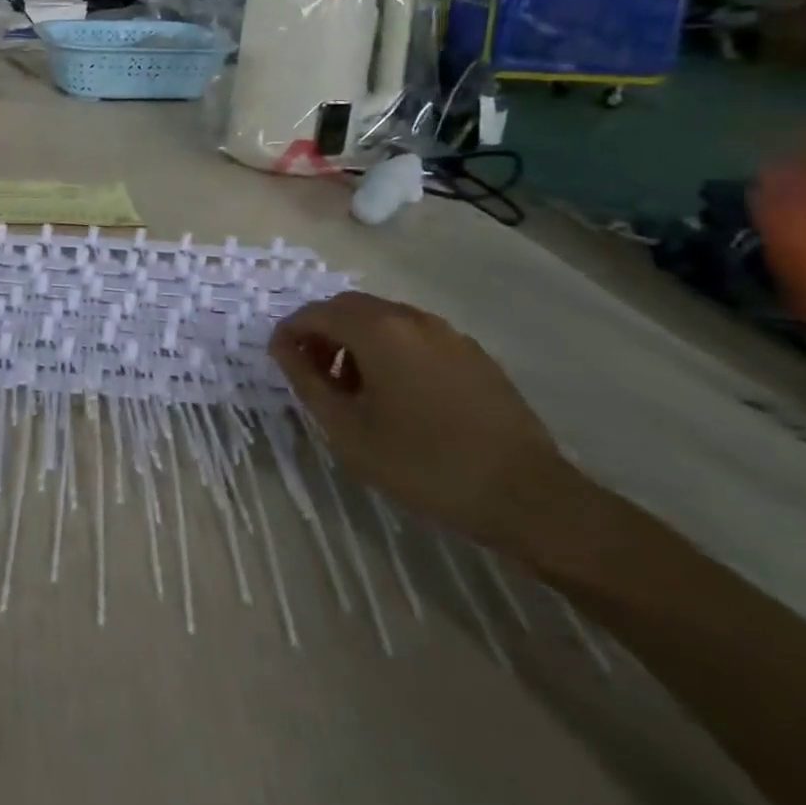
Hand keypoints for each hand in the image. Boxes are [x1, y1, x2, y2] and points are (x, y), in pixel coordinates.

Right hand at [268, 292, 571, 551]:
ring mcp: (447, 334)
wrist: (526, 496)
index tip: (278, 360)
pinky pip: (415, 337)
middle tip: (312, 373)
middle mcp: (410, 318)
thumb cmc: (423, 463)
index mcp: (377, 330)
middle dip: (322, 333)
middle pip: (349, 308)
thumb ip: (305, 380)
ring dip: (356, 341)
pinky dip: (390, 350)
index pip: (315, 313)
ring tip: (353, 389)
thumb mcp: (346, 429)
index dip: (290, 332)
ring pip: (383, 320)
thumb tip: (282, 347)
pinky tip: (397, 396)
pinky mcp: (473, 354)